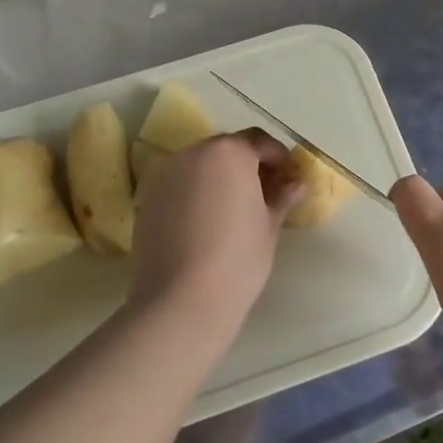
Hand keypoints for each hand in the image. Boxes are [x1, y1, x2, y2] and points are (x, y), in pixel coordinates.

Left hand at [128, 130, 303, 335]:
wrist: (179, 301)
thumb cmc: (237, 259)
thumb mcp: (268, 227)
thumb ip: (280, 197)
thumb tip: (294, 184)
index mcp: (229, 153)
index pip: (259, 141)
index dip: (277, 157)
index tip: (287, 178)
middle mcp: (194, 153)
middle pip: (227, 149)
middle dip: (246, 165)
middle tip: (262, 193)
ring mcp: (166, 174)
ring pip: (200, 165)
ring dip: (218, 177)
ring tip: (232, 209)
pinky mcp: (148, 198)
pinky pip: (180, 185)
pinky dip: (195, 193)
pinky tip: (204, 223)